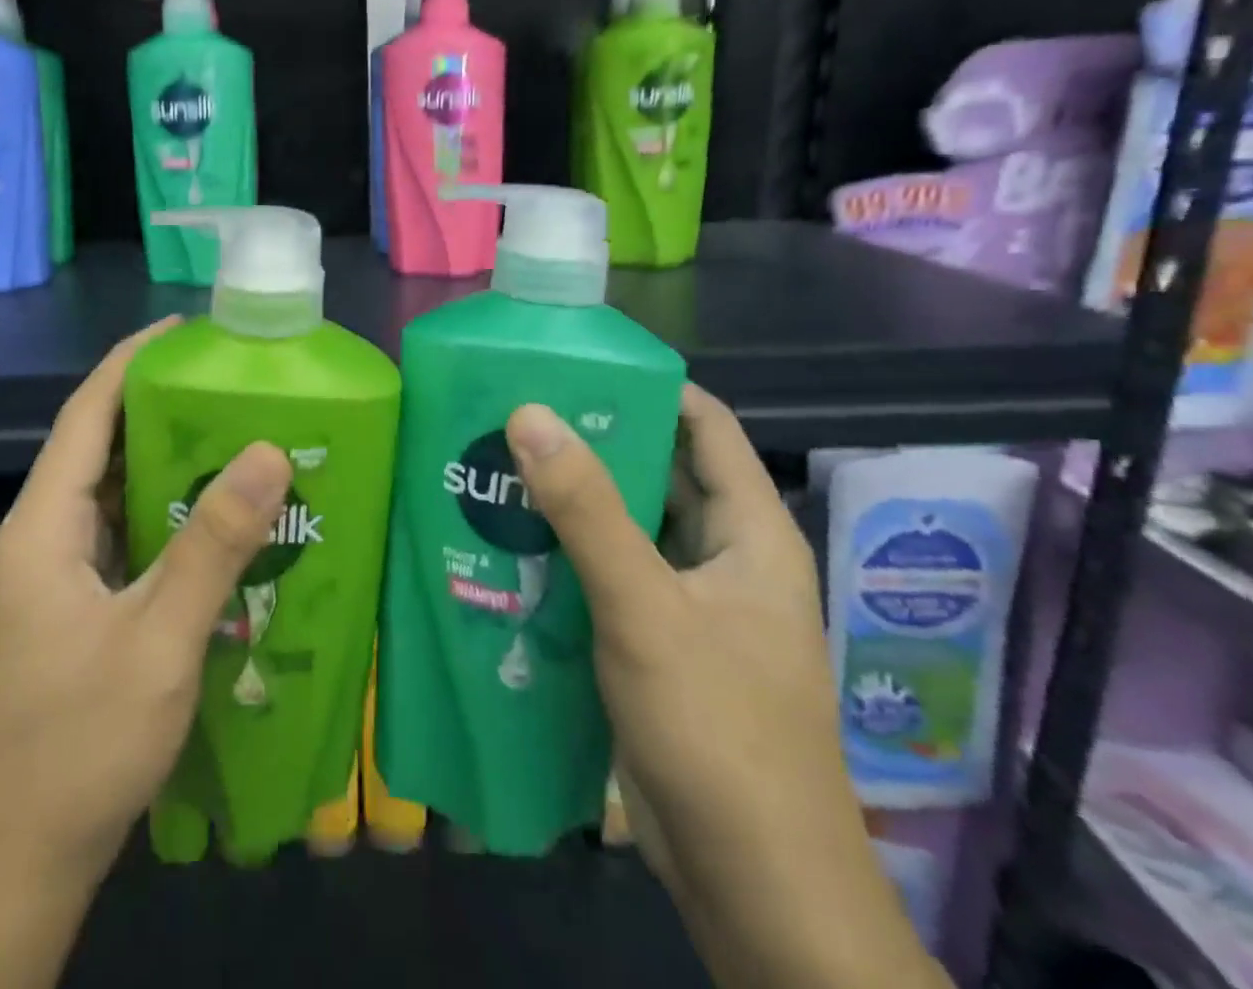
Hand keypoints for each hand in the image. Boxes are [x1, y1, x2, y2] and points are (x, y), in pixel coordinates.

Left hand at [0, 319, 292, 988]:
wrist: (14, 871)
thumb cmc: (77, 747)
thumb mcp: (159, 639)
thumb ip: (214, 543)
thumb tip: (267, 450)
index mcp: (45, 527)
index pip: (87, 414)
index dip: (133, 362)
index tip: (188, 331)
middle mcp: (46, 540)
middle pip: (104, 449)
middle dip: (165, 409)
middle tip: (237, 387)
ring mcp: (61, 581)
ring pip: (119, 498)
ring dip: (174, 467)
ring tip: (243, 441)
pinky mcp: (81, 614)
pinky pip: (130, 541)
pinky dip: (173, 520)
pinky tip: (225, 527)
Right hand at [507, 387, 946, 988]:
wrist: (754, 887)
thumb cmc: (717, 730)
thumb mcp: (644, 608)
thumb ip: (585, 510)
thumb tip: (528, 412)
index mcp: (749, 532)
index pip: (704, 425)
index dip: (648, 385)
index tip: (575, 364)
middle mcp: (723, 557)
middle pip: (657, 472)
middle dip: (591, 440)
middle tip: (514, 412)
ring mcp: (691, 605)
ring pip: (628, 528)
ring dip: (573, 501)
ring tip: (498, 466)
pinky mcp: (658, 644)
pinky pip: (610, 577)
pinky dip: (568, 555)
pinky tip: (510, 545)